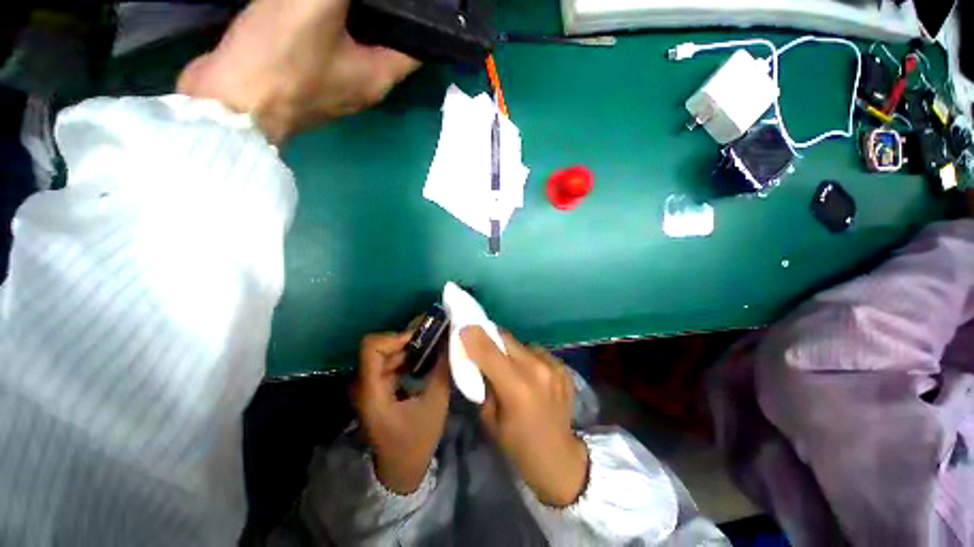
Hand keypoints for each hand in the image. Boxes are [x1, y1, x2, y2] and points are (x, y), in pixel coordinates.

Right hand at [177, 0, 418, 143]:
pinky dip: (330, 23)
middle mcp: (365, 86)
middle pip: (386, 43)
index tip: (417, 0)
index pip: (416, 48)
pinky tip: (321, 4)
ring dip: (356, 15)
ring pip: (357, 43)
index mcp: (380, 77)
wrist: (230, 102)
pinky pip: (329, 45)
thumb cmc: (279, 59)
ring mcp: (337, 85)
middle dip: (386, 12)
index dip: (420, 21)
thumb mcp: (315, 8)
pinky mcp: (310, 79)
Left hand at [352, 332, 450, 494]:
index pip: (371, 346)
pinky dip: (407, 357)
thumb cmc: (417, 439)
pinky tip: (425, 360)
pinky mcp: (376, 388)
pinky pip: (390, 363)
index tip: (421, 338)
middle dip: (408, 340)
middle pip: (380, 347)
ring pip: (386, 353)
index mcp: (372, 390)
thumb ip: (441, 369)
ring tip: (434, 347)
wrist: (400, 469)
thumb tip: (450, 340)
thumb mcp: (435, 403)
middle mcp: (363, 384)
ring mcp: (368, 386)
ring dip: (410, 348)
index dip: (395, 336)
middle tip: (434, 338)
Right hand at [460, 327, 588, 506]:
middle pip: (507, 339)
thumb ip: (483, 385)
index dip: (474, 336)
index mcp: (517, 388)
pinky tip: (529, 373)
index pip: (489, 351)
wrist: (560, 458)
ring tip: (508, 363)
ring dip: (510, 349)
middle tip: (482, 343)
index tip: (463, 328)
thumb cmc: (519, 446)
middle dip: (491, 338)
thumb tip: (477, 361)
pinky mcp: (563, 367)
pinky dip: (528, 357)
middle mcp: (537, 370)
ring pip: (522, 343)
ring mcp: (554, 367)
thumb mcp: (490, 420)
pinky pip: (537, 352)